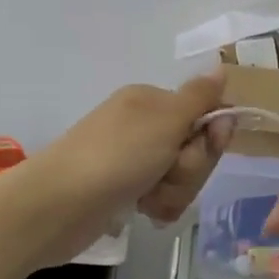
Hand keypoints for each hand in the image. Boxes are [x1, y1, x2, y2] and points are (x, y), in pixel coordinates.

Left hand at [2, 73, 233, 269]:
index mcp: (151, 101)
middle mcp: (142, 126)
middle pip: (193, 148)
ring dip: (174, 191)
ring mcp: (132, 159)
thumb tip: (220, 67)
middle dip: (189, 169)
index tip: (206, 146)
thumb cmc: (117, 155)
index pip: (205, 114)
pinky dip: (158, 205)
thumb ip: (200, 96)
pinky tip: (143, 211)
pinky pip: (160, 196)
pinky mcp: (123, 190)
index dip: (212, 136)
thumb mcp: (166, 119)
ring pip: (179, 176)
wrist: (58, 205)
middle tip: (167, 172)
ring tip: (149, 199)